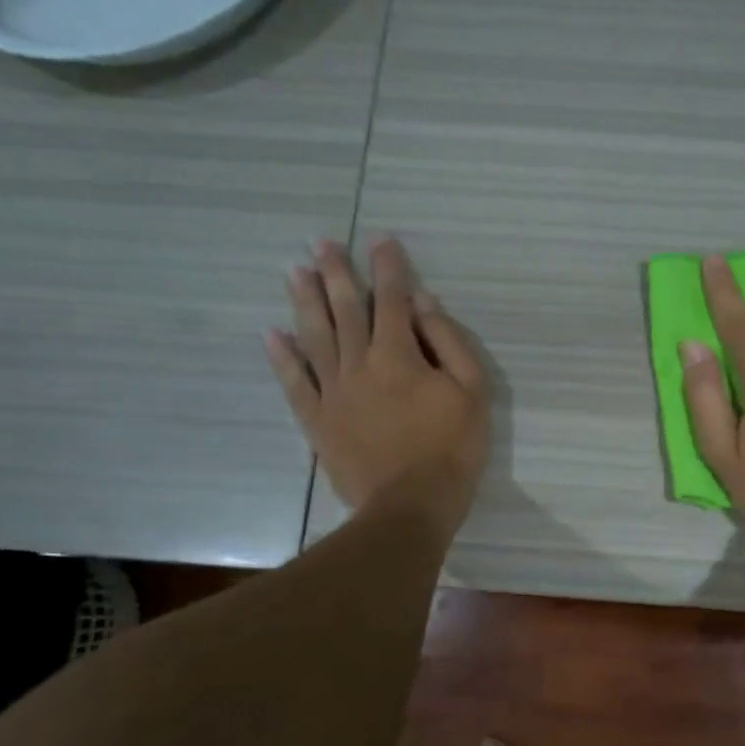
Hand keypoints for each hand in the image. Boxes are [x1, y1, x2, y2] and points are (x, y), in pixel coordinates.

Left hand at [266, 237, 490, 538]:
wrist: (410, 506)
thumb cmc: (452, 448)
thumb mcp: (471, 392)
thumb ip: (449, 343)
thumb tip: (423, 304)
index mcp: (399, 355)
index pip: (392, 299)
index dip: (388, 267)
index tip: (381, 239)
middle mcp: (359, 364)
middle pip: (346, 310)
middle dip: (336, 273)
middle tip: (322, 243)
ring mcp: (333, 392)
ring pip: (315, 337)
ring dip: (305, 301)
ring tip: (294, 271)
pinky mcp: (318, 420)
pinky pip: (295, 382)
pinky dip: (282, 357)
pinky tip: (272, 334)